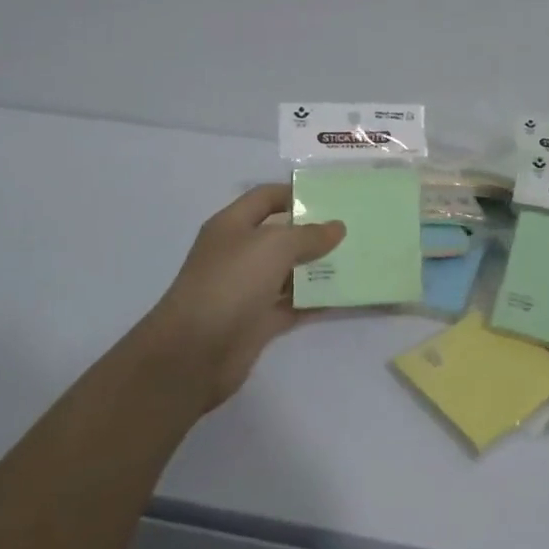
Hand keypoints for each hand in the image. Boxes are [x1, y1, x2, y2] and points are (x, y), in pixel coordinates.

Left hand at [138, 184, 343, 411]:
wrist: (193, 353)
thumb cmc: (230, 283)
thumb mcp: (274, 246)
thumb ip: (308, 235)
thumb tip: (337, 227)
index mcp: (232, 226)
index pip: (265, 198)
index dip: (294, 194)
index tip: (331, 198)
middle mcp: (238, 254)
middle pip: (280, 235)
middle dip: (313, 232)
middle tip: (352, 229)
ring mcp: (247, 289)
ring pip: (288, 272)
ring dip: (317, 268)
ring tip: (355, 260)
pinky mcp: (257, 322)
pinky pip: (292, 305)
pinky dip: (314, 301)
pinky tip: (343, 296)